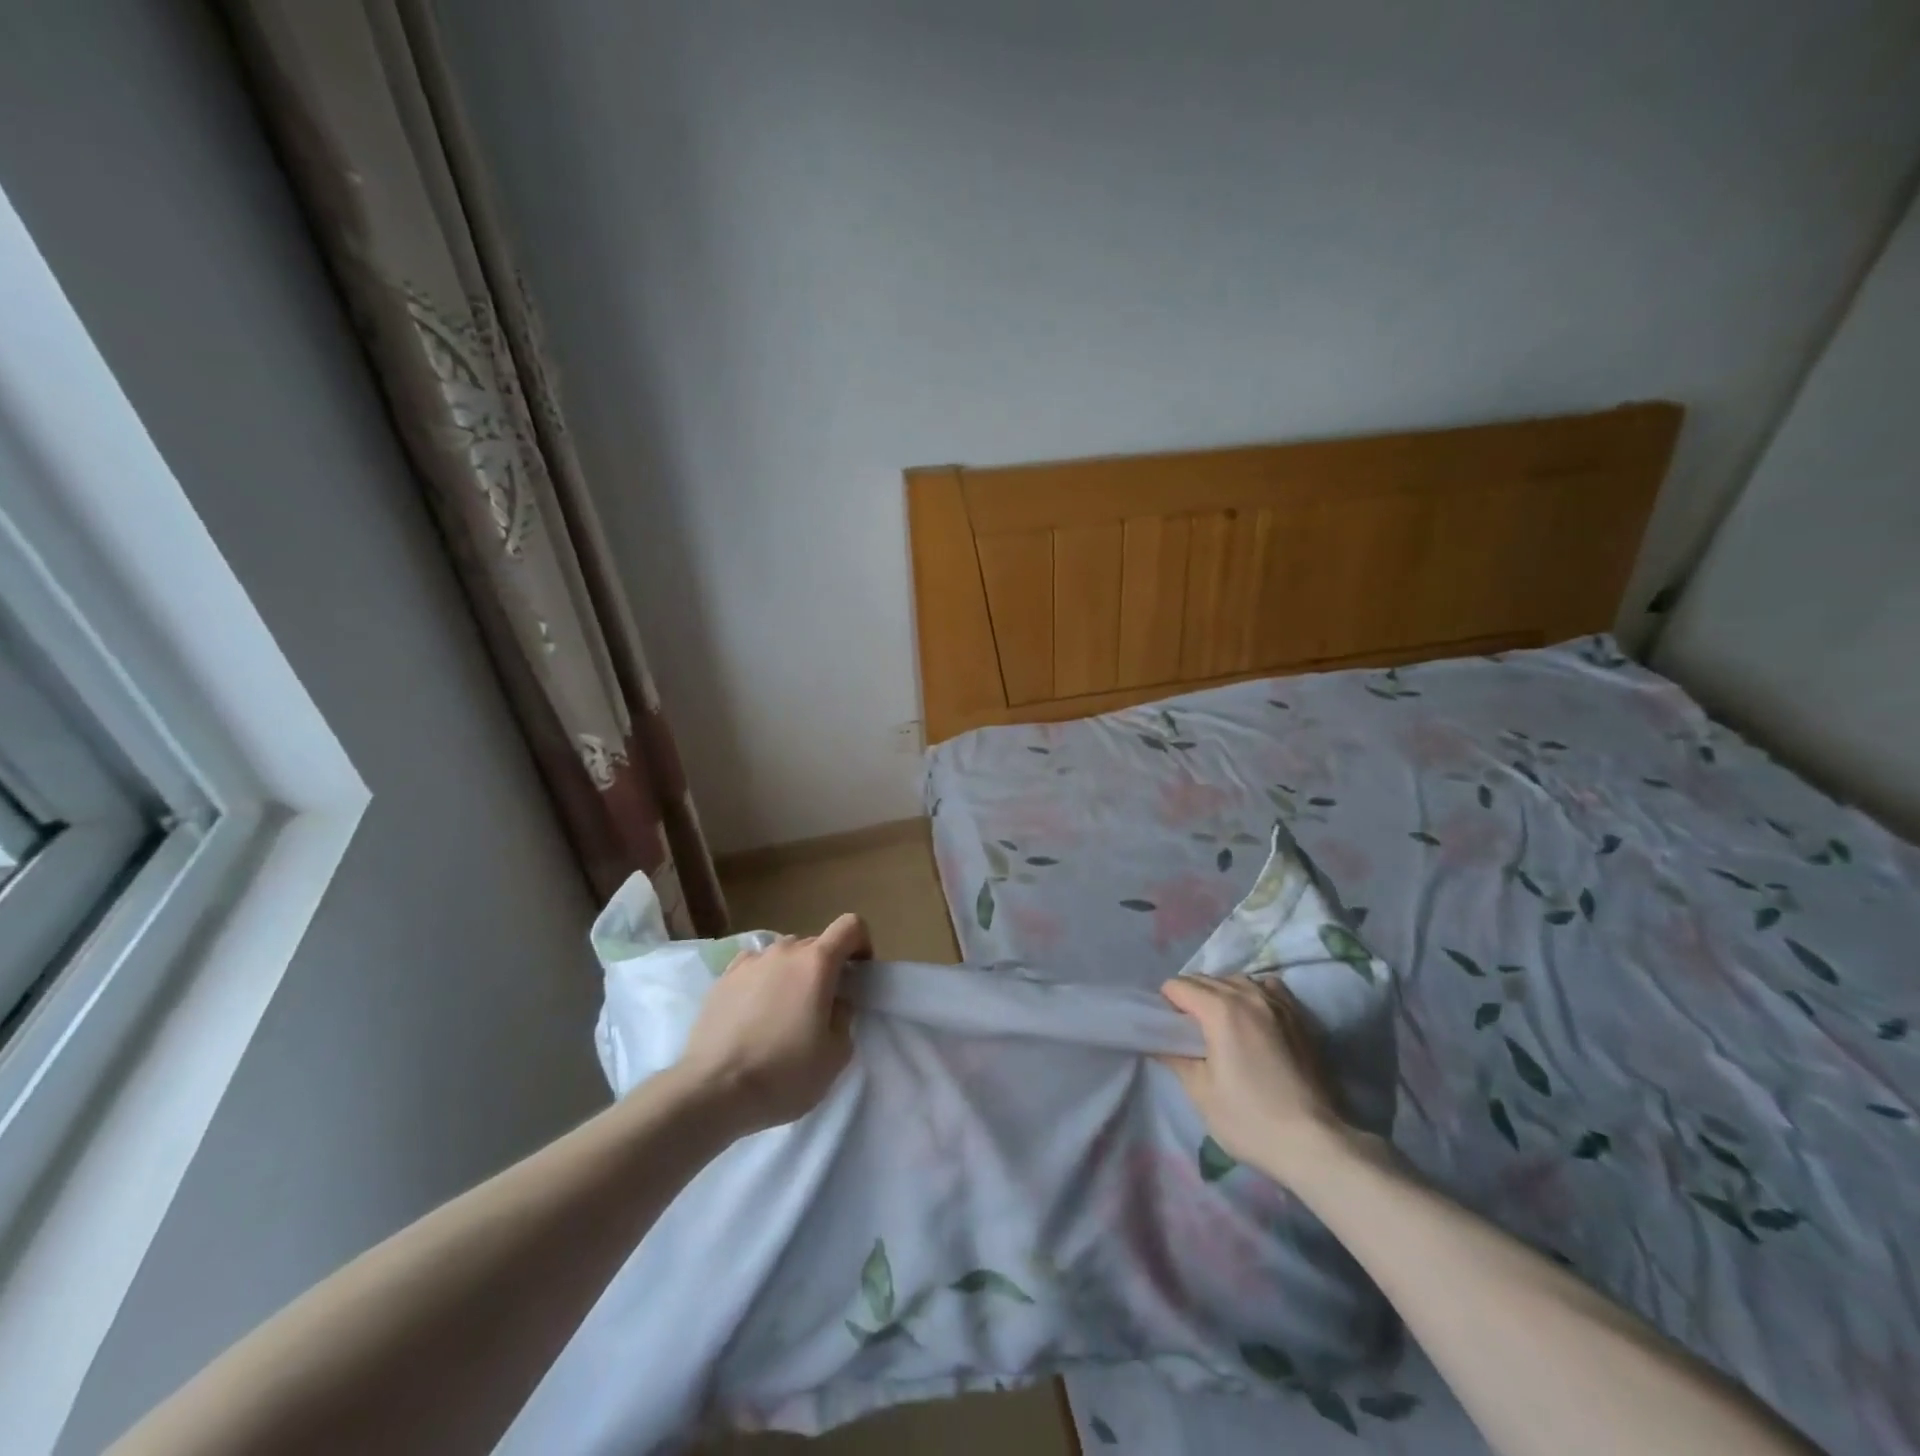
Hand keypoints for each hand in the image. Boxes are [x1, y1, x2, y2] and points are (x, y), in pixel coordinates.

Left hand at [671, 914, 869, 1134]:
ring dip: (792, 974)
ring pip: (782, 956)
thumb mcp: (836, 1054)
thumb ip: (844, 1016)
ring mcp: (749, 962)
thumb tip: (834, 1002)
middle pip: (815, 944)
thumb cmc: (784, 1073)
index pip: (851, 925)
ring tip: (783, 1013)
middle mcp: (783, 951)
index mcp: (817, 962)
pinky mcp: (722, 979)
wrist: (712, 1091)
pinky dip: (762, 982)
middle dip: (825, 967)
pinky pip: (754, 969)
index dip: (861, 944)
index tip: (857, 974)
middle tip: (821, 1006)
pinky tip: (754, 1014)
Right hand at [1158, 974, 1350, 1185]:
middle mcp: (1248, 995)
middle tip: (1187, 1030)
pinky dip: (1252, 993)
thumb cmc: (1250, 1119)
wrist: (1315, 1143)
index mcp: (1220, 1010)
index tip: (1167, 1028)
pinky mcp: (1300, 1016)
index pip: (1179, 986)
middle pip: (1205, 979)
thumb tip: (1159, 1042)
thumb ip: (1175, 1057)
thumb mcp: (1200, 1092)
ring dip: (1220, 992)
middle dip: (1189, 997)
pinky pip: (1267, 987)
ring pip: (1236, 980)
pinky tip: (1253, 1015)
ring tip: (1219, 1022)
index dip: (1166, 1004)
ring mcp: (1278, 1003)